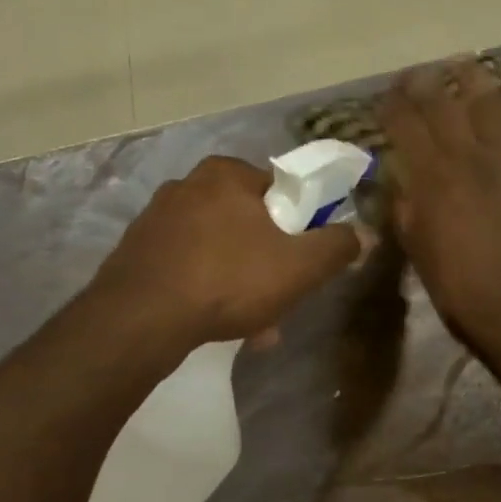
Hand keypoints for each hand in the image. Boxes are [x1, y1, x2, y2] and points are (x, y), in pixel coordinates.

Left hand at [94, 155, 364, 345]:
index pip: (279, 191)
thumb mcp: (299, 266)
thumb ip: (337, 247)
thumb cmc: (228, 280)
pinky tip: (213, 323)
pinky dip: (205, 290)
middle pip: (247, 224)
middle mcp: (187, 186)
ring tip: (251, 326)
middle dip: (267, 264)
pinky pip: (187, 267)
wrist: (140, 319)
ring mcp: (156, 220)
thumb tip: (365, 234)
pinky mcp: (136, 252)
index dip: (299, 227)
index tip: (302, 262)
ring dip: (239, 283)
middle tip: (279, 301)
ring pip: (217, 250)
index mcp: (226, 174)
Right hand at [378, 60, 500, 348]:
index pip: (404, 123)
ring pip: (490, 101)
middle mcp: (467, 155)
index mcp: (431, 176)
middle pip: (442, 103)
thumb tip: (402, 178)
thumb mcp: (414, 244)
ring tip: (464, 66)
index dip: (392, 104)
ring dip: (474, 78)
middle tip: (417, 74)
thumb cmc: (455, 283)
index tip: (385, 96)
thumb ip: (405, 204)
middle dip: (424, 82)